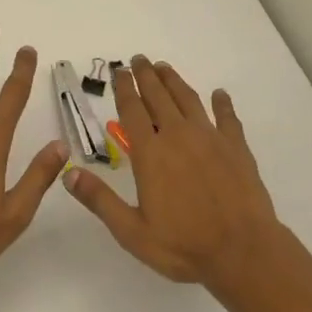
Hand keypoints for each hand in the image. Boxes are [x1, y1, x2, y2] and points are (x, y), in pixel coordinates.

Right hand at [62, 56, 283, 294]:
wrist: (243, 252)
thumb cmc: (184, 246)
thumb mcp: (132, 232)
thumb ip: (100, 200)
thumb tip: (68, 173)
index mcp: (150, 154)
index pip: (132, 111)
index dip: (124, 88)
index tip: (120, 71)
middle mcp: (178, 136)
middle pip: (159, 96)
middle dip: (146, 75)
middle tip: (139, 59)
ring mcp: (210, 138)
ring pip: (188, 99)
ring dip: (174, 81)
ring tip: (164, 67)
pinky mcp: (236, 147)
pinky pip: (228, 118)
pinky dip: (222, 104)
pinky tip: (220, 94)